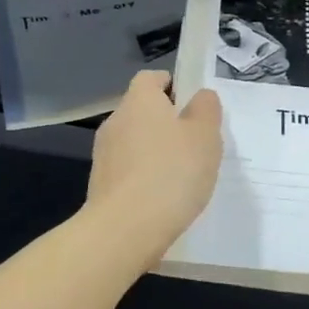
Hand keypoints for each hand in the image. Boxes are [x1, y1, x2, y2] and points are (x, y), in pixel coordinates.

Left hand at [87, 71, 222, 257]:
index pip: (151, 78)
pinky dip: (146, 176)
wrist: (125, 230)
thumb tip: (200, 97)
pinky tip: (166, 196)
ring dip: (156, 151)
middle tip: (196, 141)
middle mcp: (116, 121)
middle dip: (167, 121)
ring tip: (184, 174)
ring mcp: (104, 155)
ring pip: (136, 141)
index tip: (193, 104)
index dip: (173, 85)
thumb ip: (206, 109)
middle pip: (143, 110)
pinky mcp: (101, 185)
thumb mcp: (205, 135)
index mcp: (140, 101)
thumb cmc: (172, 172)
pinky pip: (129, 170)